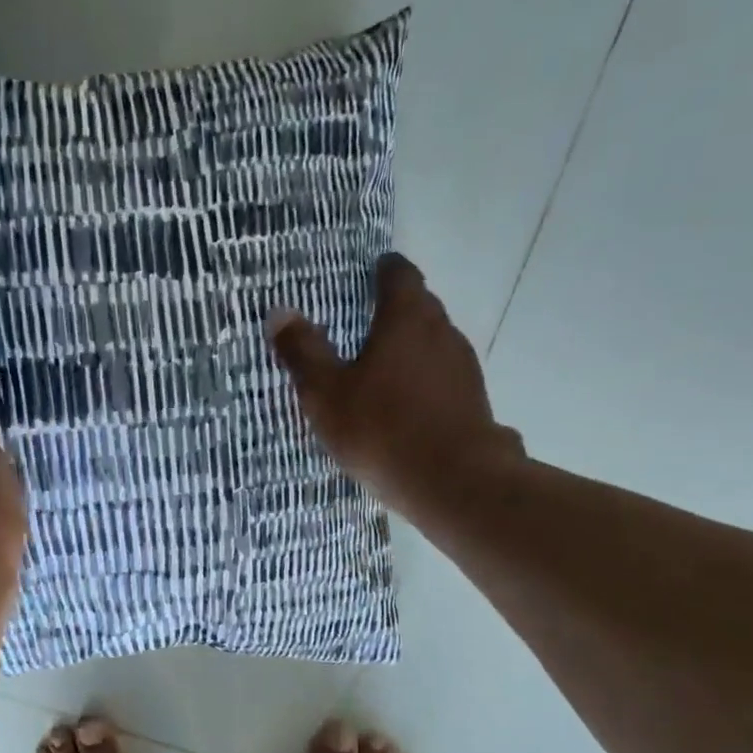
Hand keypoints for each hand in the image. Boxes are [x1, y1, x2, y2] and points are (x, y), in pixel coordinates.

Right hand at [269, 253, 527, 519]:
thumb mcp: (327, 394)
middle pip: (420, 307)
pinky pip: (442, 379)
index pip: (399, 275)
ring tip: (382, 368)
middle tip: (365, 323)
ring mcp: (463, 367)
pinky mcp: (473, 401)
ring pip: (434, 345)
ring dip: (411, 349)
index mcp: (406, 318)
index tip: (369, 274)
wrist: (453, 481)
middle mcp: (441, 331)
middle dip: (395, 311)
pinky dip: (423, 382)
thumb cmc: (381, 429)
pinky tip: (406, 407)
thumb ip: (303, 352)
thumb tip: (279, 312)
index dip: (383, 271)